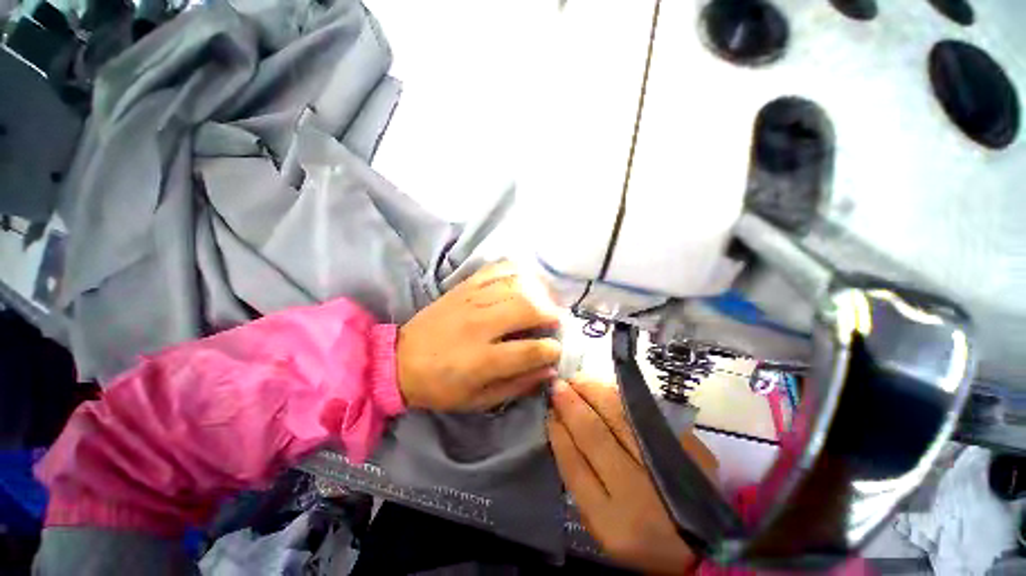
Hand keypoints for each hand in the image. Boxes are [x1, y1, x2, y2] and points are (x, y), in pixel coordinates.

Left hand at [397, 261, 562, 410]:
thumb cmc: (440, 386)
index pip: (530, 350)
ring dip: (538, 292)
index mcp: (481, 359)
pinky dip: (516, 271)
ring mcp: (471, 300)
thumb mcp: (478, 400)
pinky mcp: (464, 286)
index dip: (551, 350)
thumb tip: (549, 370)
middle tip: (555, 321)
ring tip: (544, 302)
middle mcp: (479, 324)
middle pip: (527, 308)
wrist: (399, 359)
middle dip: (551, 314)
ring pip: (516, 285)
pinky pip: (496, 269)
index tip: (556, 350)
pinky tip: (525, 281)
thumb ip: (517, 385)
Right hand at [549, 376, 715, 574]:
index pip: (573, 465)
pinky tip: (603, 388)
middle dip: (570, 403)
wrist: (706, 542)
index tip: (548, 409)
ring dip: (592, 392)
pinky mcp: (688, 448)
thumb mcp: (601, 522)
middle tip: (557, 384)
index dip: (558, 432)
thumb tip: (560, 427)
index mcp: (610, 523)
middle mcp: (637, 494)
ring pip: (618, 416)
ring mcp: (665, 467)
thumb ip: (579, 478)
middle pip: (594, 434)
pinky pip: (643, 411)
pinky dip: (618, 395)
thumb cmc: (640, 534)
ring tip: (576, 380)